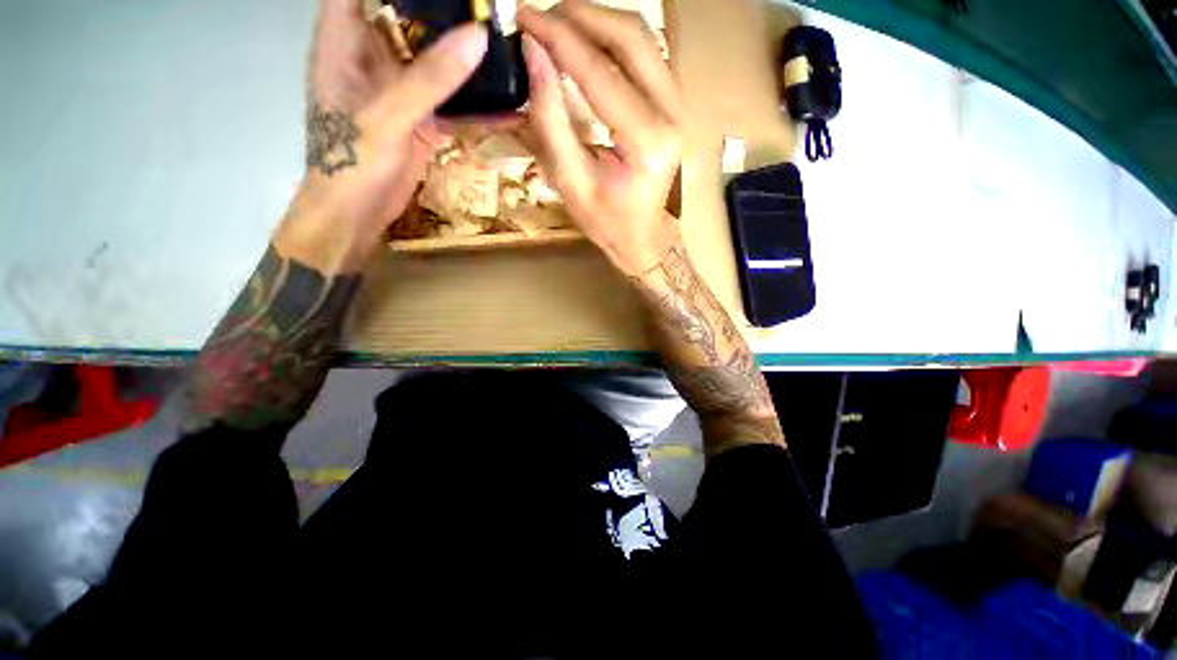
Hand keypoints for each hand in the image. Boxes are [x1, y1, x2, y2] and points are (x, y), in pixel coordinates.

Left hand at [276, 0, 487, 271]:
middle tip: (490, 11)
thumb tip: (478, 36)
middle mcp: (375, 57)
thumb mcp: (390, 113)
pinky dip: (479, 108)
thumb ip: (432, 77)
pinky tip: (509, 108)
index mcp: (347, 40)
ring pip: (437, 63)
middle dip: (447, 13)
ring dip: (469, 60)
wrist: (358, 212)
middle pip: (410, 19)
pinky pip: (454, 106)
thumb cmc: (353, 159)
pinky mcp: (421, 121)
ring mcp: (401, 91)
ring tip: (507, 50)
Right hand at [519, 2, 683, 276]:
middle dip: (582, 15)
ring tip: (558, 26)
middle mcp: (674, 115)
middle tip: (541, 15)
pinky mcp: (677, 107)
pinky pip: (647, 58)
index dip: (559, 38)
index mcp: (648, 142)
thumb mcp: (571, 182)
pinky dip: (614, 43)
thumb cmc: (609, 223)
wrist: (647, 239)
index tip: (524, 16)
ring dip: (599, 23)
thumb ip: (551, 119)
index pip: (600, 72)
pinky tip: (587, 45)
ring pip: (643, 41)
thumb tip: (533, 55)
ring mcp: (681, 107)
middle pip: (632, 37)